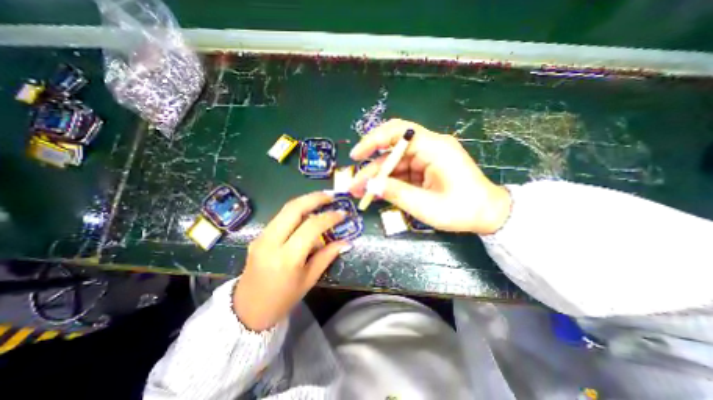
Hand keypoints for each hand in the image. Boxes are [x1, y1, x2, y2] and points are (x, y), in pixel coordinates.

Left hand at [234, 190, 349, 330]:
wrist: (248, 310)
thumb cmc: (283, 298)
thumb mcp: (309, 279)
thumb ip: (327, 256)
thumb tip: (346, 242)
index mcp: (287, 258)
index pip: (311, 227)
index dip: (329, 217)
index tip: (342, 214)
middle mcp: (271, 242)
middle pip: (293, 209)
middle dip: (314, 198)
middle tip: (330, 195)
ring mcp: (261, 237)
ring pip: (285, 209)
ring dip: (305, 201)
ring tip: (322, 199)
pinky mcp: (258, 236)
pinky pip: (280, 217)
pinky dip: (296, 211)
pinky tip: (307, 213)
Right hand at [348, 119, 509, 234]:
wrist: (488, 215)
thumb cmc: (462, 210)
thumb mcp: (426, 205)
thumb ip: (397, 193)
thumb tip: (370, 186)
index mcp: (434, 148)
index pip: (398, 132)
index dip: (373, 141)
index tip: (356, 156)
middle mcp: (429, 148)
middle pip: (392, 151)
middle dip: (371, 168)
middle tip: (355, 185)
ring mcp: (427, 159)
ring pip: (395, 164)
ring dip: (378, 178)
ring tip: (361, 193)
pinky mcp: (425, 169)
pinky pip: (402, 172)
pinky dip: (389, 182)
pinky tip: (377, 193)